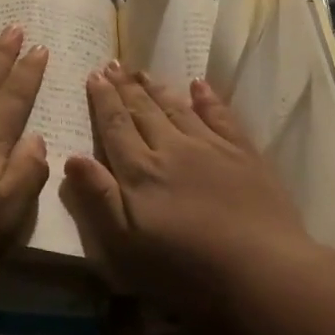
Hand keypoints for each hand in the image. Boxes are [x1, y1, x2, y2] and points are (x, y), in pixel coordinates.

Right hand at [61, 63, 313, 322]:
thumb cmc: (186, 271)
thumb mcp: (127, 248)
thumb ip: (99, 199)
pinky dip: (207, 98)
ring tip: (142, 70)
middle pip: (143, 111)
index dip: (103, 100)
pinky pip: (220, 116)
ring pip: (177, 108)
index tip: (94, 75)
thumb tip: (72, 157)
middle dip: (125, 87)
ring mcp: (210, 147)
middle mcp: (172, 149)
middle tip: (113, 63)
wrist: (262, 271)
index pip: (115, 126)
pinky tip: (198, 85)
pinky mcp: (243, 154)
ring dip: (157, 88)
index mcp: (141, 172)